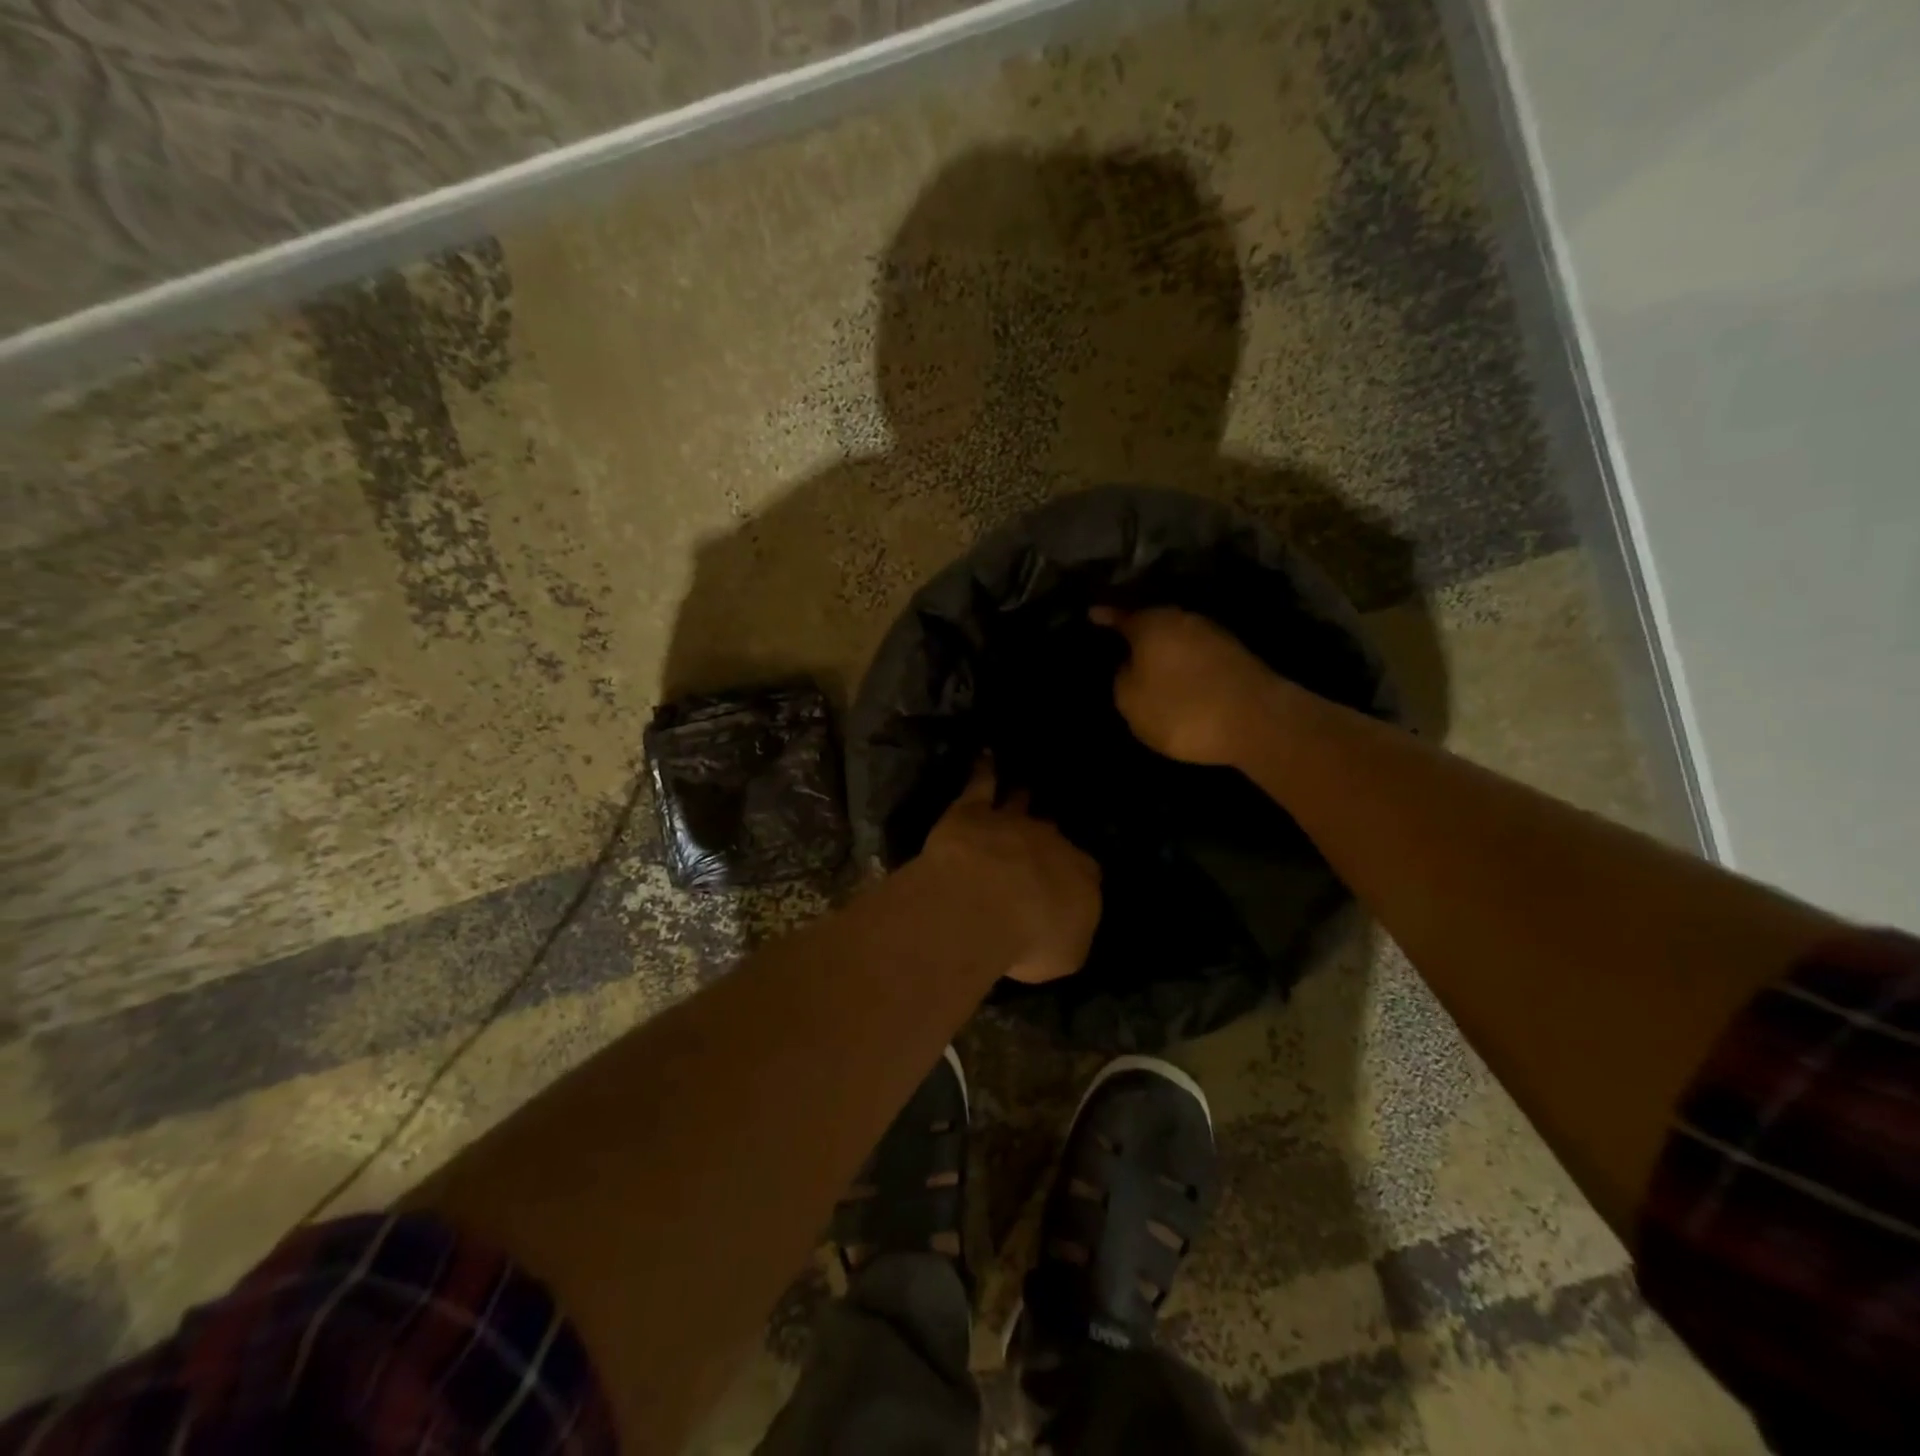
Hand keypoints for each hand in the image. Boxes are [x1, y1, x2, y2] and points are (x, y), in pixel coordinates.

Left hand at [919, 761, 1100, 983]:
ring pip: (1021, 803)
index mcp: (1081, 878)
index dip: (1078, 876)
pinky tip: (985, 754)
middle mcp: (1051, 841)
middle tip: (1047, 835)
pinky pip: (981, 784)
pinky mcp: (973, 811)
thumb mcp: (1064, 955)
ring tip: (1026, 788)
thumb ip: (1068, 936)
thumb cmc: (1031, 937)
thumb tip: (1066, 926)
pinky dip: (984, 769)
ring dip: (1023, 797)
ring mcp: (1012, 821)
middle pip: (1053, 834)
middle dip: (1050, 835)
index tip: (1070, 882)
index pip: (1086, 873)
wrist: (986, 901)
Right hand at [1090, 605, 1275, 765]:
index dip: (1105, 616)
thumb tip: (1130, 665)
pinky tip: (1179, 678)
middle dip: (1137, 632)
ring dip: (1164, 649)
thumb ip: (1122, 679)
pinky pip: (1197, 654)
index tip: (1091, 613)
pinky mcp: (1236, 656)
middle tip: (1119, 644)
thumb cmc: (1182, 710)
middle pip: (1152, 622)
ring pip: (1177, 637)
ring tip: (1148, 665)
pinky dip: (1184, 663)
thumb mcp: (1132, 702)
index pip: (1120, 615)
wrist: (1258, 722)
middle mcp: (1183, 619)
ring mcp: (1214, 634)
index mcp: (1152, 623)